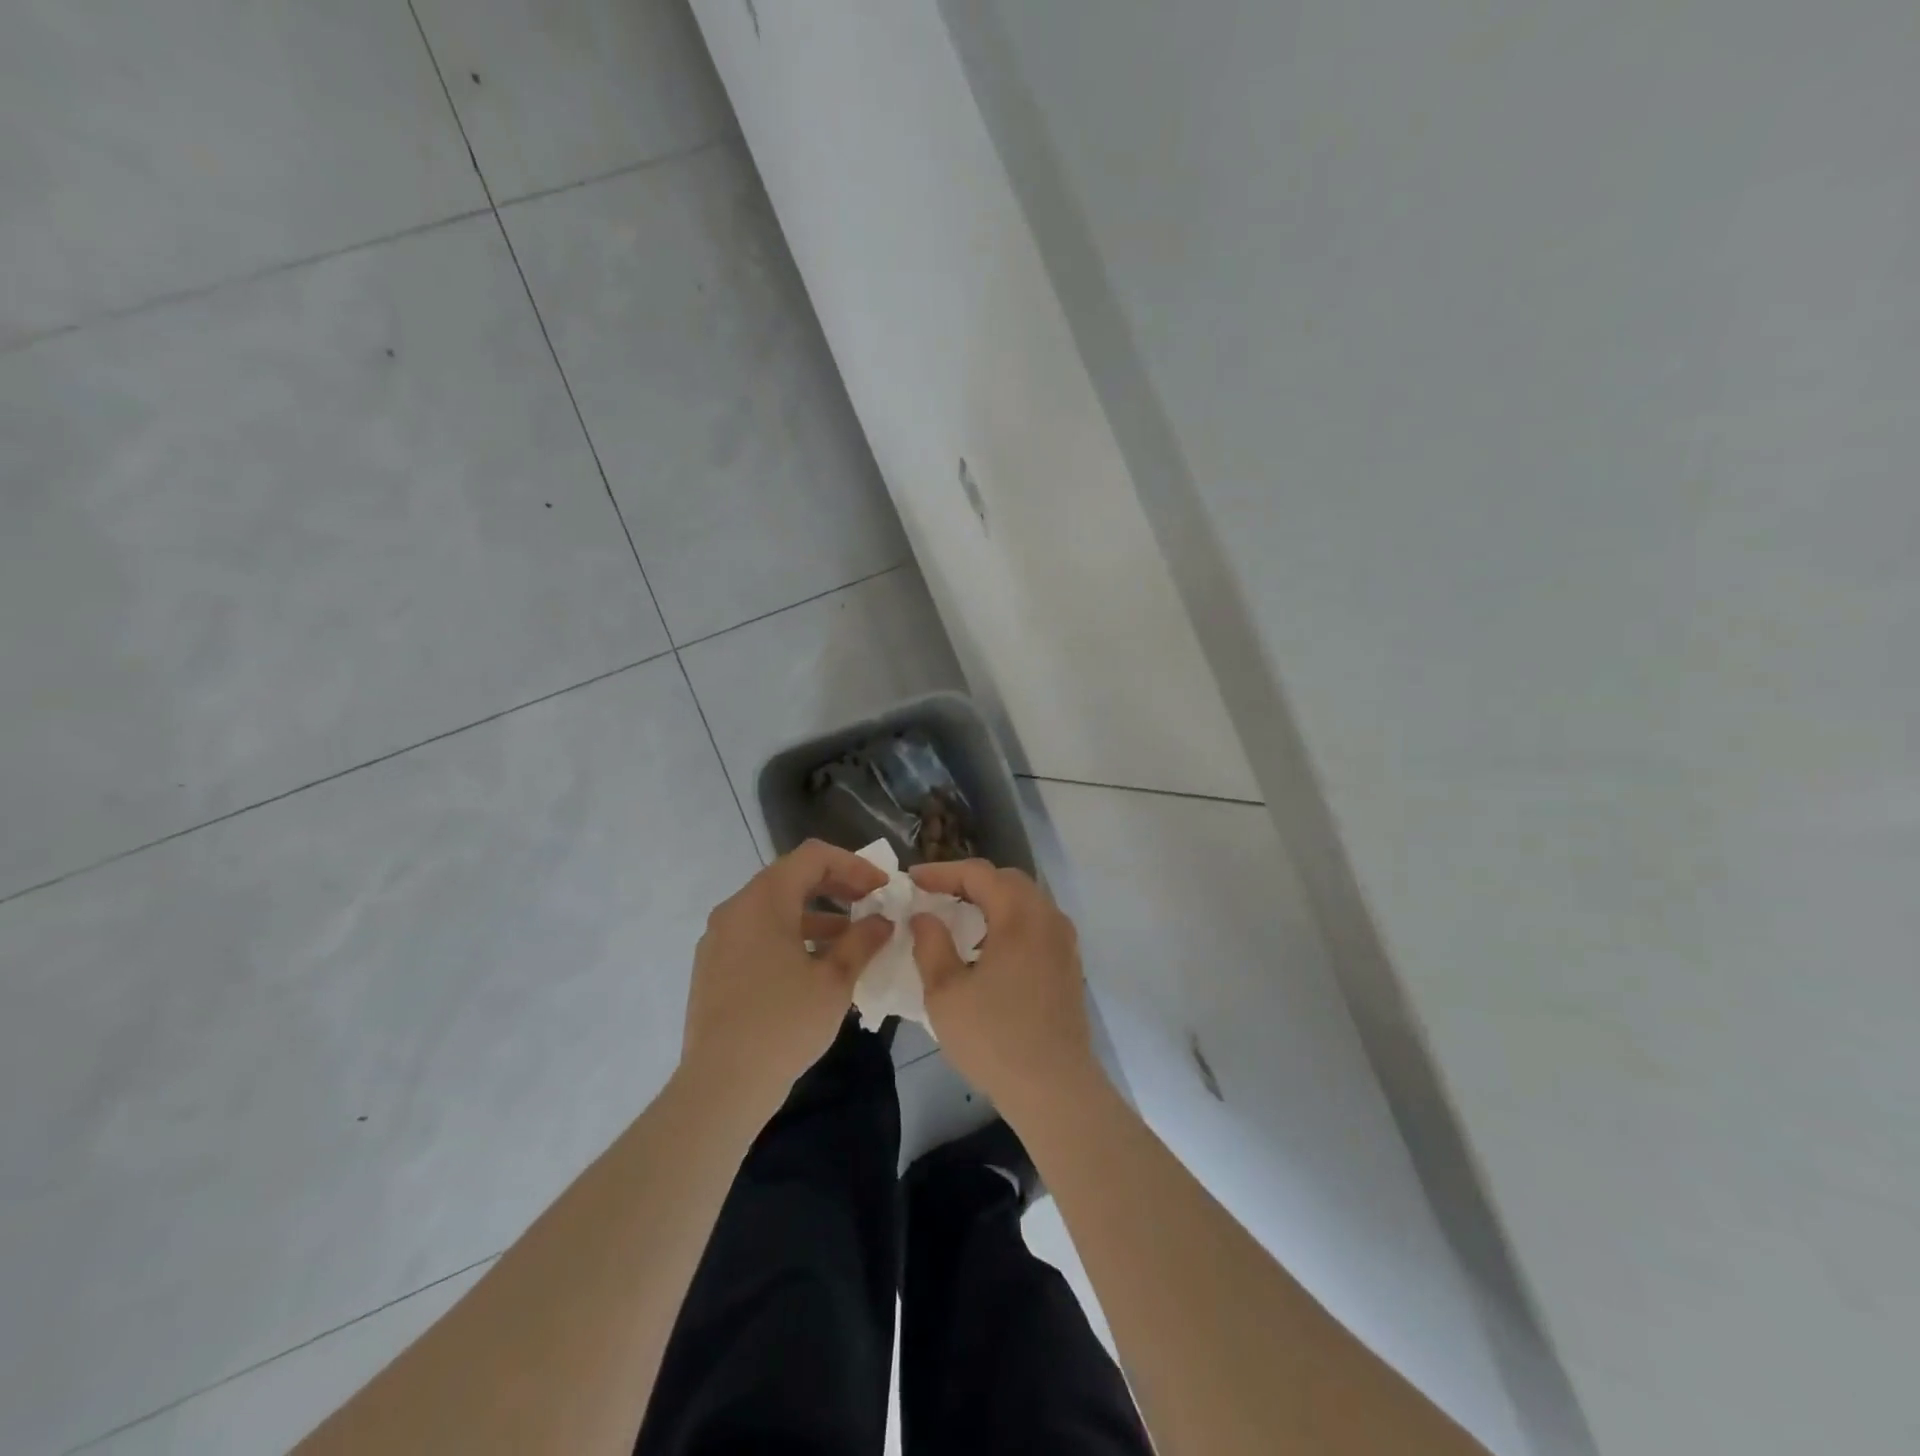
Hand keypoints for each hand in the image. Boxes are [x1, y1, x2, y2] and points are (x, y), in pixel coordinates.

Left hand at [681, 840, 891, 1122]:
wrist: (720, 1086)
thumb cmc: (784, 1024)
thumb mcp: (835, 981)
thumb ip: (862, 941)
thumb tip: (882, 921)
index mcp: (764, 901)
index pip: (813, 856)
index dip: (853, 864)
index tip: (882, 887)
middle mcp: (735, 909)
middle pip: (791, 877)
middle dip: (836, 886)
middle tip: (870, 904)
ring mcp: (719, 938)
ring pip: (774, 908)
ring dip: (815, 914)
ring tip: (850, 938)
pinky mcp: (713, 966)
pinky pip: (757, 933)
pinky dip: (790, 935)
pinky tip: (814, 966)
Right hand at [908, 860, 1100, 1124]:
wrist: (1055, 1089)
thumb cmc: (994, 1039)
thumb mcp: (946, 993)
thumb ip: (931, 945)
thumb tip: (925, 916)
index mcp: (1019, 916)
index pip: (978, 874)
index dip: (942, 872)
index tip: (912, 880)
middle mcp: (1047, 918)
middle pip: (1007, 880)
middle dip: (969, 881)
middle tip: (936, 893)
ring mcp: (1064, 941)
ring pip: (1026, 900)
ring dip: (992, 899)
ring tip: (959, 916)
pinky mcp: (1069, 963)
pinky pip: (1037, 923)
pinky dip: (1010, 919)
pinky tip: (989, 946)